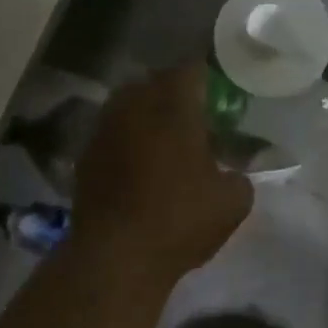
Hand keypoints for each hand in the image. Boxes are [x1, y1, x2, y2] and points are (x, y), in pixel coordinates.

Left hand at [72, 63, 253, 276]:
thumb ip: (242, 177)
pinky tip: (142, 170)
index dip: (208, 79)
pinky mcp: (85, 157)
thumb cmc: (179, 220)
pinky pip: (113, 135)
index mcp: (172, 106)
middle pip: (155, 84)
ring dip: (148, 118)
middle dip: (176, 96)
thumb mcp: (232, 203)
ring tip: (168, 145)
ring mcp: (103, 130)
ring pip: (129, 108)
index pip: (192, 70)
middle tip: (196, 120)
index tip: (221, 96)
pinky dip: (128, 143)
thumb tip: (238, 173)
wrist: (115, 257)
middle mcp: (133, 106)